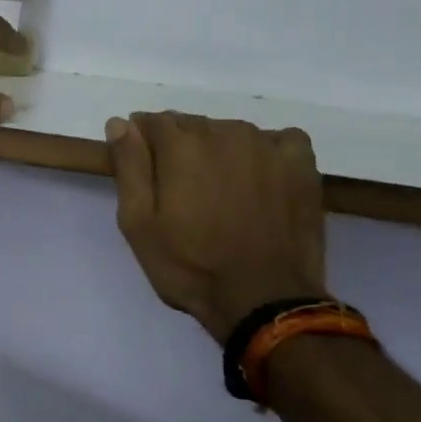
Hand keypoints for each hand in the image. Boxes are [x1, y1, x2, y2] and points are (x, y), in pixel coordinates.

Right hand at [106, 112, 328, 342]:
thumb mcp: (138, 223)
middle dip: (180, 149)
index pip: (152, 121)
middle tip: (182, 192)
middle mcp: (223, 132)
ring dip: (220, 151)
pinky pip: (277, 140)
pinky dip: (266, 152)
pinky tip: (262, 179)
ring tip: (221, 191)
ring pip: (230, 132)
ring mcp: (266, 145)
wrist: (263, 300)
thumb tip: (120, 123)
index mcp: (180, 144)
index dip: (143, 144)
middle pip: (191, 125)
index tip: (146, 173)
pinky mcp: (300, 164)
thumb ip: (129, 166)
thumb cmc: (189, 266)